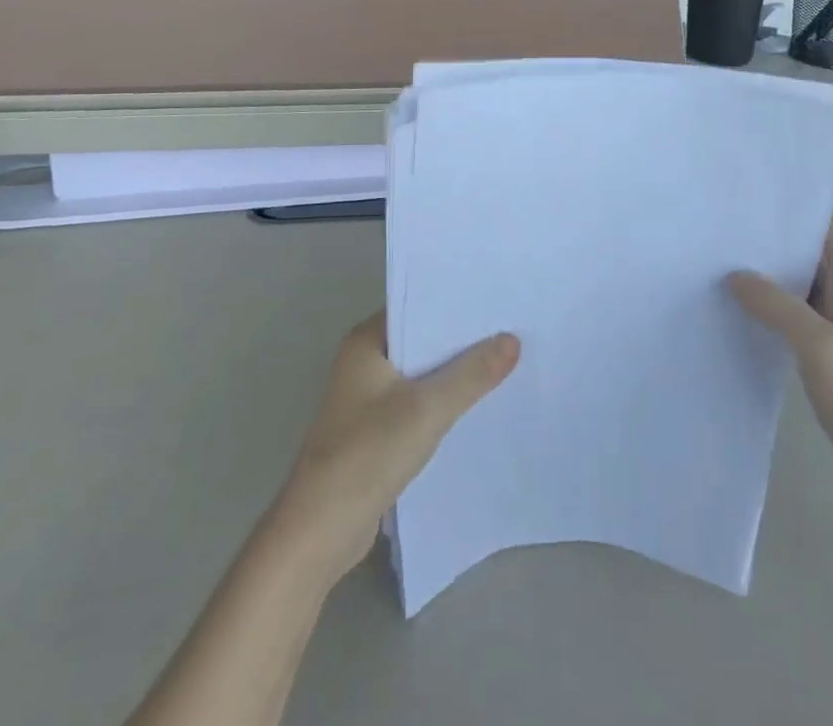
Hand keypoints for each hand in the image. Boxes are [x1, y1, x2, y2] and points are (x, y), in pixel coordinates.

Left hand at [272, 314, 519, 580]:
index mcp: (365, 342)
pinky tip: (475, 406)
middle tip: (511, 329)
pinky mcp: (374, 431)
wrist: (319, 532)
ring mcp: (366, 398)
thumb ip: (472, 374)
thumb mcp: (427, 409)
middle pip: (421, 340)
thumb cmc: (367, 454)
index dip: (455, 304)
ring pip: (420, 374)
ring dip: (453, 373)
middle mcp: (363, 361)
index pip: (417, 306)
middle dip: (460, 339)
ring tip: (503, 362)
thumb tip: (513, 339)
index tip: (497, 300)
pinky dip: (441, 402)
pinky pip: (416, 403)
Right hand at [731, 211, 832, 541]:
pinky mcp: (831, 363)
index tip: (751, 195)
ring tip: (716, 262)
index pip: (832, 224)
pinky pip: (796, 322)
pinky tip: (736, 313)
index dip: (798, 204)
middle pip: (812, 252)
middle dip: (772, 237)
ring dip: (767, 276)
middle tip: (720, 227)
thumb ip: (777, 305)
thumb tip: (736, 274)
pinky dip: (770, 312)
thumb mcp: (821, 348)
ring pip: (800, 287)